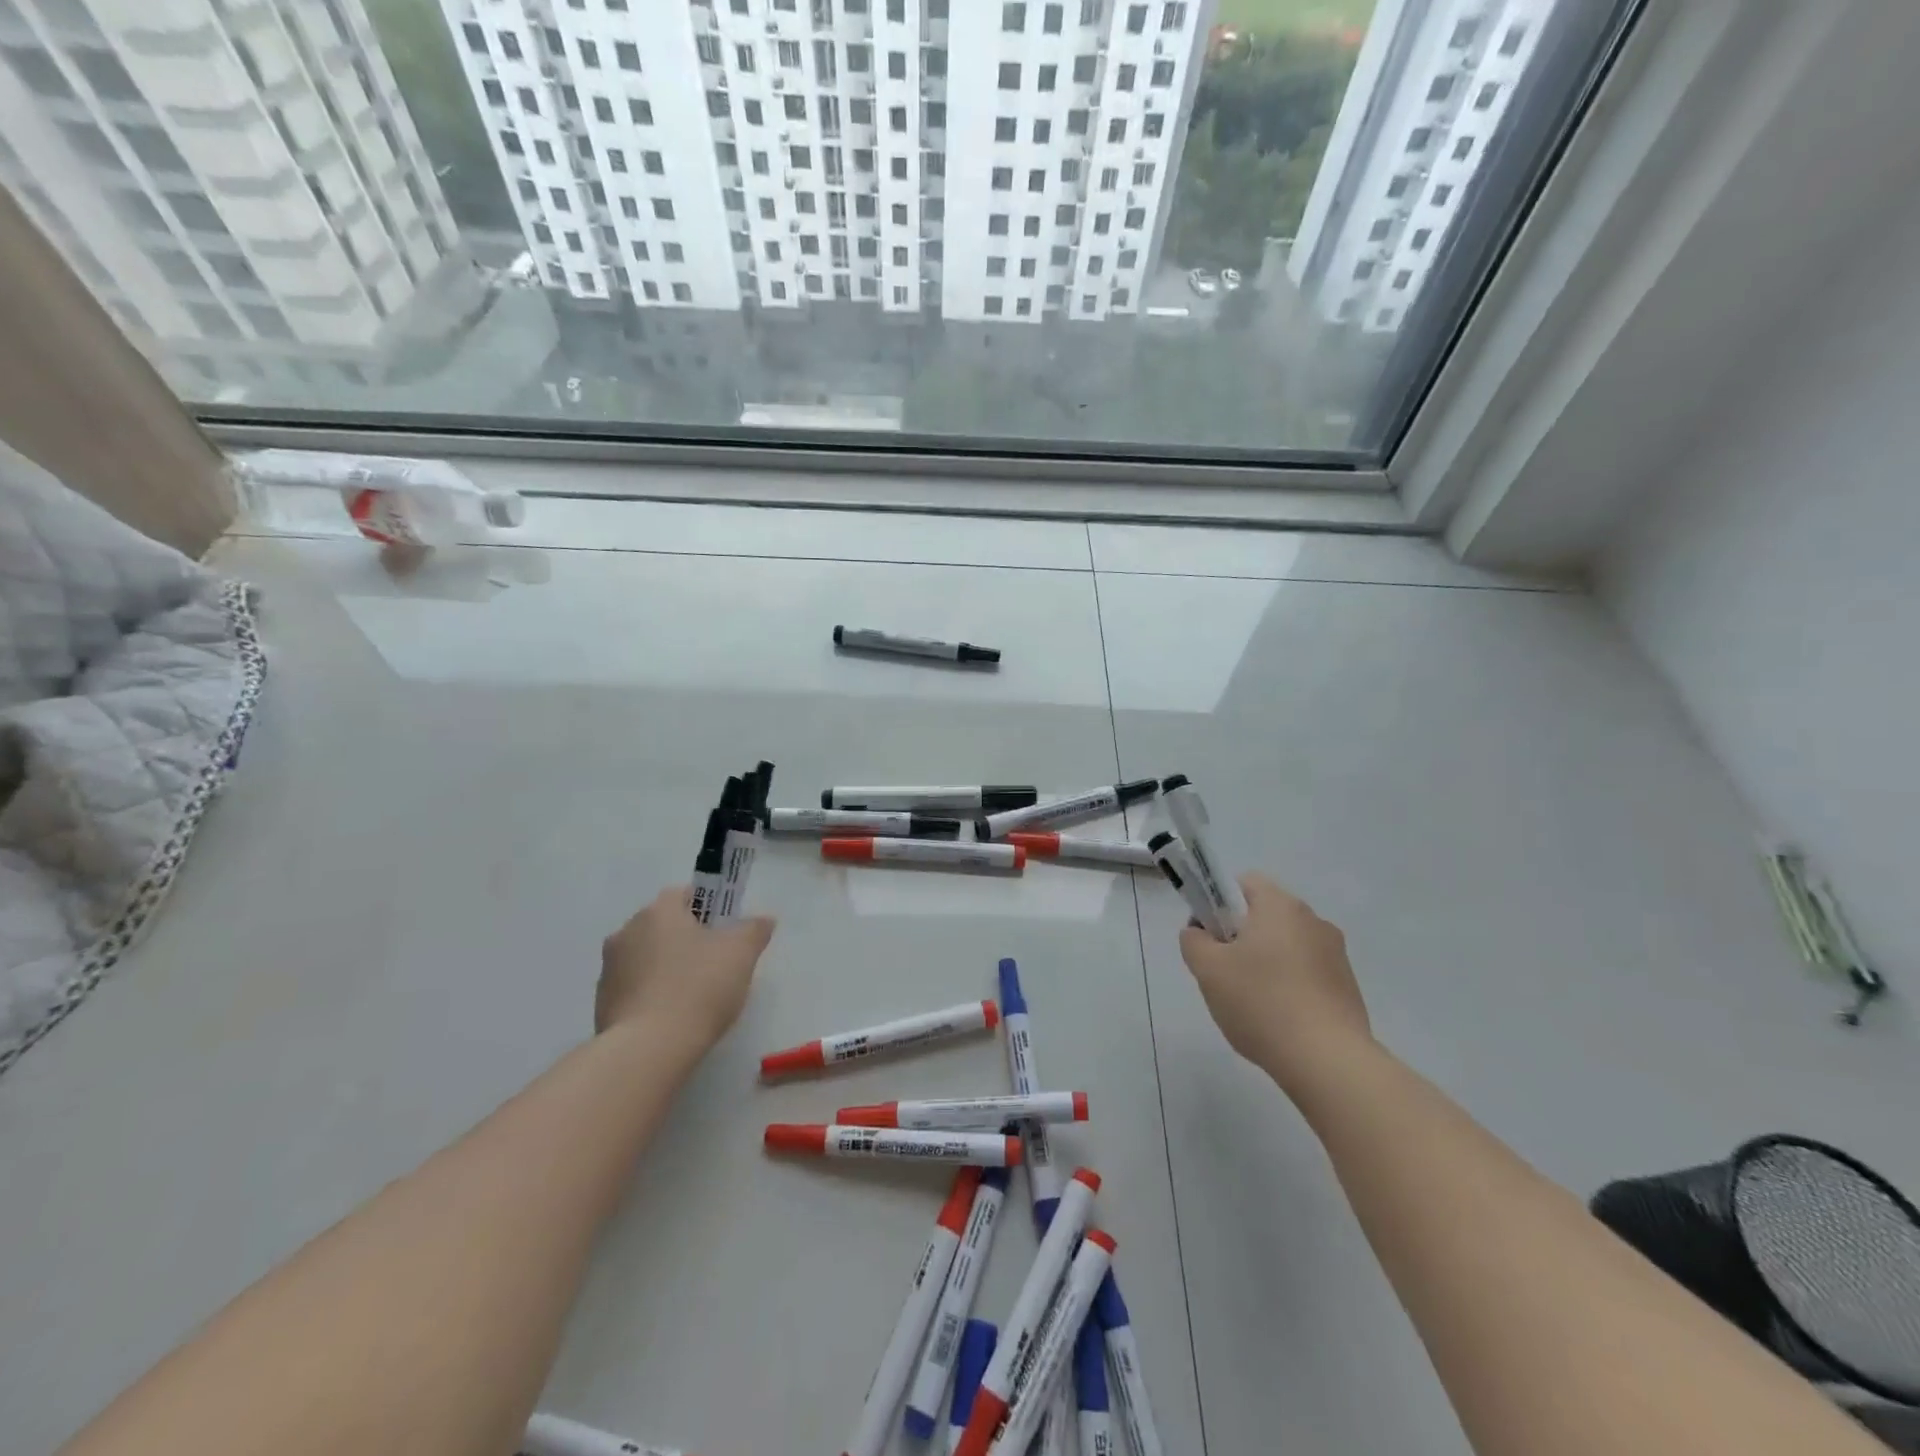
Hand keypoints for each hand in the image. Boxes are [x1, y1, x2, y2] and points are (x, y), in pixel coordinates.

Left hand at [597, 888, 774, 1052]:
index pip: (684, 894)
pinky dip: (651, 995)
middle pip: (663, 926)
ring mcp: (609, 969)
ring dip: (666, 967)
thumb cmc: (698, 987)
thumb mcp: (741, 953)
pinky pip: (634, 988)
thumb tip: (764, 919)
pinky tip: (671, 1017)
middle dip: (686, 939)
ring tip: (692, 996)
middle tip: (714, 965)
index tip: (724, 933)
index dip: (708, 910)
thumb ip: (754, 930)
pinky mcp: (601, 1003)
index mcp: (658, 911)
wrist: (648, 1050)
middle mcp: (626, 932)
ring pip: (646, 957)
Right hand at [1179, 874, 1371, 1094]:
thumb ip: (1193, 941)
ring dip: (1266, 964)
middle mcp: (1313, 920)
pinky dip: (1289, 987)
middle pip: (1265, 916)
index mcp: (1280, 906)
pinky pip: (1307, 974)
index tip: (1211, 939)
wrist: (1329, 1062)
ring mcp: (1336, 954)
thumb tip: (1200, 934)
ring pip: (1286, 946)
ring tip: (1252, 1004)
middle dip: (1240, 938)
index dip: (1219, 904)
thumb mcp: (1207, 970)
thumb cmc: (1261, 1003)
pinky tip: (1279, 1020)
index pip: (1243, 884)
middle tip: (1224, 974)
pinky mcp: (1348, 987)